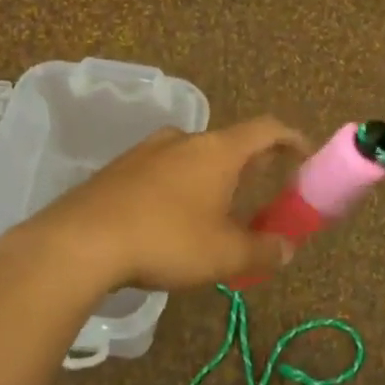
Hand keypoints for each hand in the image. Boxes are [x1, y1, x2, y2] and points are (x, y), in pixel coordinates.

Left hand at [15, 117, 306, 292]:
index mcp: (217, 151)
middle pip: (229, 143)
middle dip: (250, 164)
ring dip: (211, 176)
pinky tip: (171, 218)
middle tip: (262, 188)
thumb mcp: (224, 255)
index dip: (291, 139)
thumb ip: (262, 251)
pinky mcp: (117, 169)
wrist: (80, 242)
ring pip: (192, 156)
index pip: (266, 129)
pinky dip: (179, 186)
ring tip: (216, 208)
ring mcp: (146, 151)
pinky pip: (162, 170)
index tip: (304, 155)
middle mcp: (183, 140)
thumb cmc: (166, 240)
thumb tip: (286, 250)